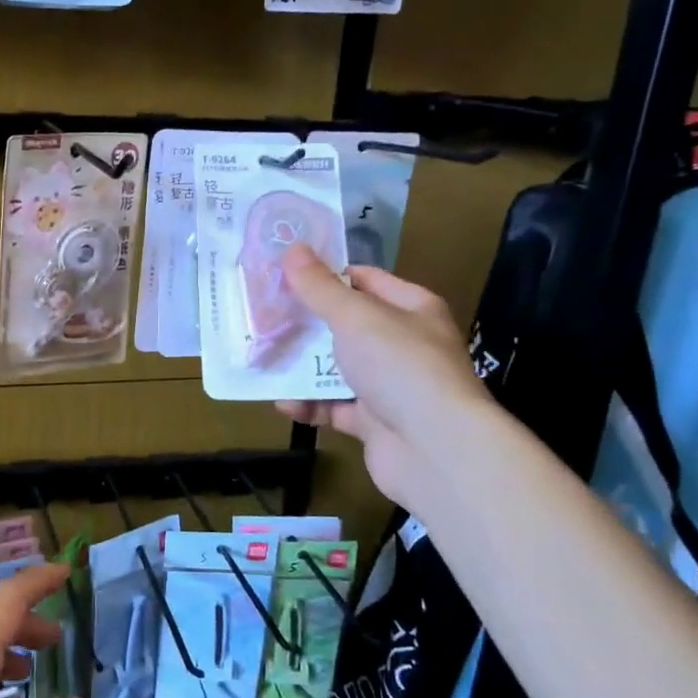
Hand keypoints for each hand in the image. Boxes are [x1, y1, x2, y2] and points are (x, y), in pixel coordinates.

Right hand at [274, 243, 490, 510]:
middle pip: (347, 326)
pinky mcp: (375, 423)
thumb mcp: (356, 317)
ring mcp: (391, 386)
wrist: (435, 449)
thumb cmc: (400, 366)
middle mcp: (404, 344)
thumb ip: (320, 287)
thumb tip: (292, 248)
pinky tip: (282, 403)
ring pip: (337, 369)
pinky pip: (335, 408)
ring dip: (302, 367)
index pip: (365, 280)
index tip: (284, 274)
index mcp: (411, 309)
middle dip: (306, 323)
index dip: (327, 274)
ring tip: (263, 358)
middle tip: (263, 315)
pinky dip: (309, 405)